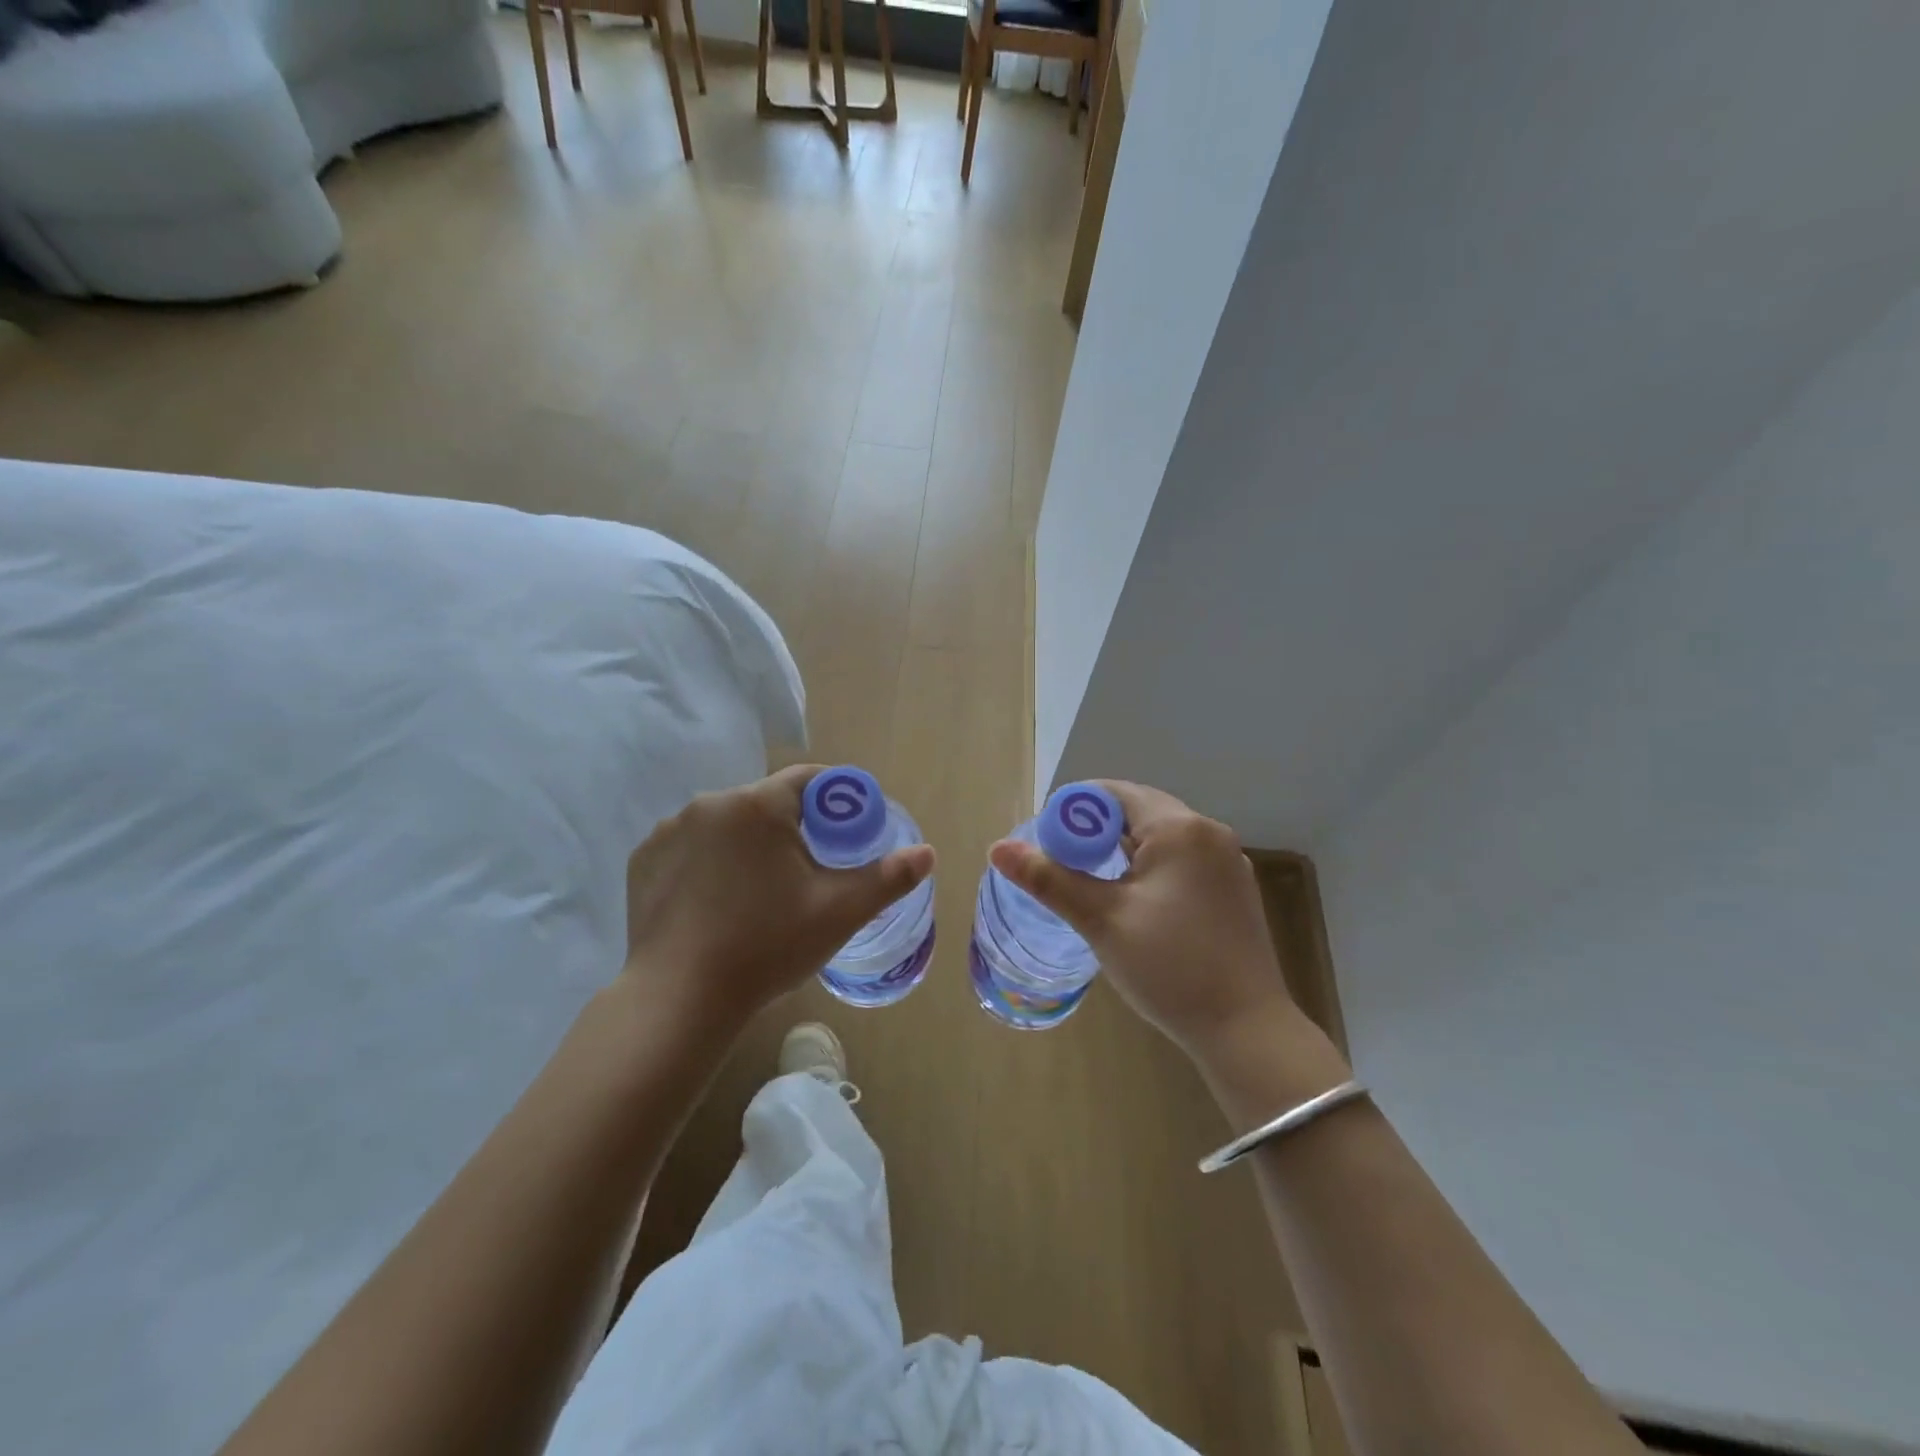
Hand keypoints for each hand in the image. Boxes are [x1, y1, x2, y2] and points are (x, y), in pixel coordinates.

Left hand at [623, 765, 934, 1036]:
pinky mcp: (643, 859)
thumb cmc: (767, 947)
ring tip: (759, 891)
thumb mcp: (839, 912)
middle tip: (807, 872)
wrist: (679, 1000)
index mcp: (758, 805)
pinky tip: (716, 899)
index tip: (846, 832)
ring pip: (727, 824)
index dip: (835, 801)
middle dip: (792, 827)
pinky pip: (691, 845)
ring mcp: (670, 830)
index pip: (809, 780)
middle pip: (766, 802)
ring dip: (748, 843)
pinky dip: (708, 860)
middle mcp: (711, 803)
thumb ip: (888, 878)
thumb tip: (928, 853)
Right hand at [988, 781, 1300, 1061]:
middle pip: (1139, 811)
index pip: (1115, 793)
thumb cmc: (1170, 968)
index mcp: (1180, 828)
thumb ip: (1049, 879)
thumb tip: (997, 848)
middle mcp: (1209, 832)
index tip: (1047, 841)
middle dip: (1096, 831)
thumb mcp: (1101, 920)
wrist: (1246, 1030)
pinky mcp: (1233, 889)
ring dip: (1122, 850)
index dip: (1075, 810)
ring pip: (1161, 837)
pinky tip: (1133, 900)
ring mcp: (1228, 861)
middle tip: (1062, 864)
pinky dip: (1150, 867)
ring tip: (1091, 882)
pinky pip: (1182, 860)